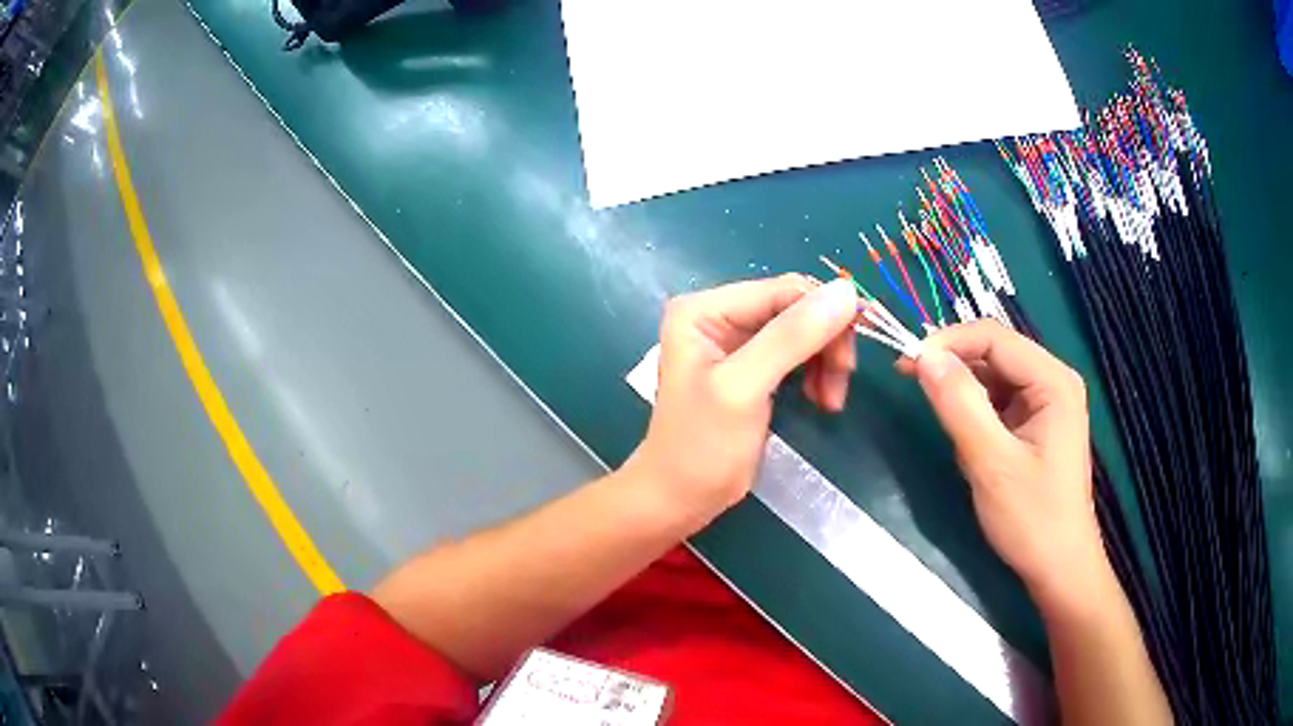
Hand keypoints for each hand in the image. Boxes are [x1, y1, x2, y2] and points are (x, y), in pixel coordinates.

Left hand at [628, 275, 858, 521]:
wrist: (680, 499)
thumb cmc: (702, 447)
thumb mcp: (745, 388)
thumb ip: (792, 337)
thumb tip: (846, 290)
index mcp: (705, 309)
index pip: (783, 290)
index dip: (827, 312)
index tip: (853, 354)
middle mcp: (719, 314)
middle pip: (795, 308)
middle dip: (825, 343)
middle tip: (841, 383)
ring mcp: (735, 341)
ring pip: (802, 331)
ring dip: (825, 361)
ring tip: (830, 401)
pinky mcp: (751, 366)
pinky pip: (796, 354)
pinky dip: (815, 373)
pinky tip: (820, 400)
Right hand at [898, 320, 1105, 608]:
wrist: (1058, 568)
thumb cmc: (1032, 519)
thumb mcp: (991, 463)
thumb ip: (960, 405)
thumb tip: (923, 356)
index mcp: (1053, 381)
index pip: (994, 337)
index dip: (948, 342)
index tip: (906, 363)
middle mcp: (1053, 380)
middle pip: (995, 352)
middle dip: (954, 364)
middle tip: (910, 381)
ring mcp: (1047, 402)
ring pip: (994, 376)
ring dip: (963, 390)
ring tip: (941, 418)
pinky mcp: (1036, 424)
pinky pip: (999, 401)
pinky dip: (975, 411)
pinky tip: (966, 438)